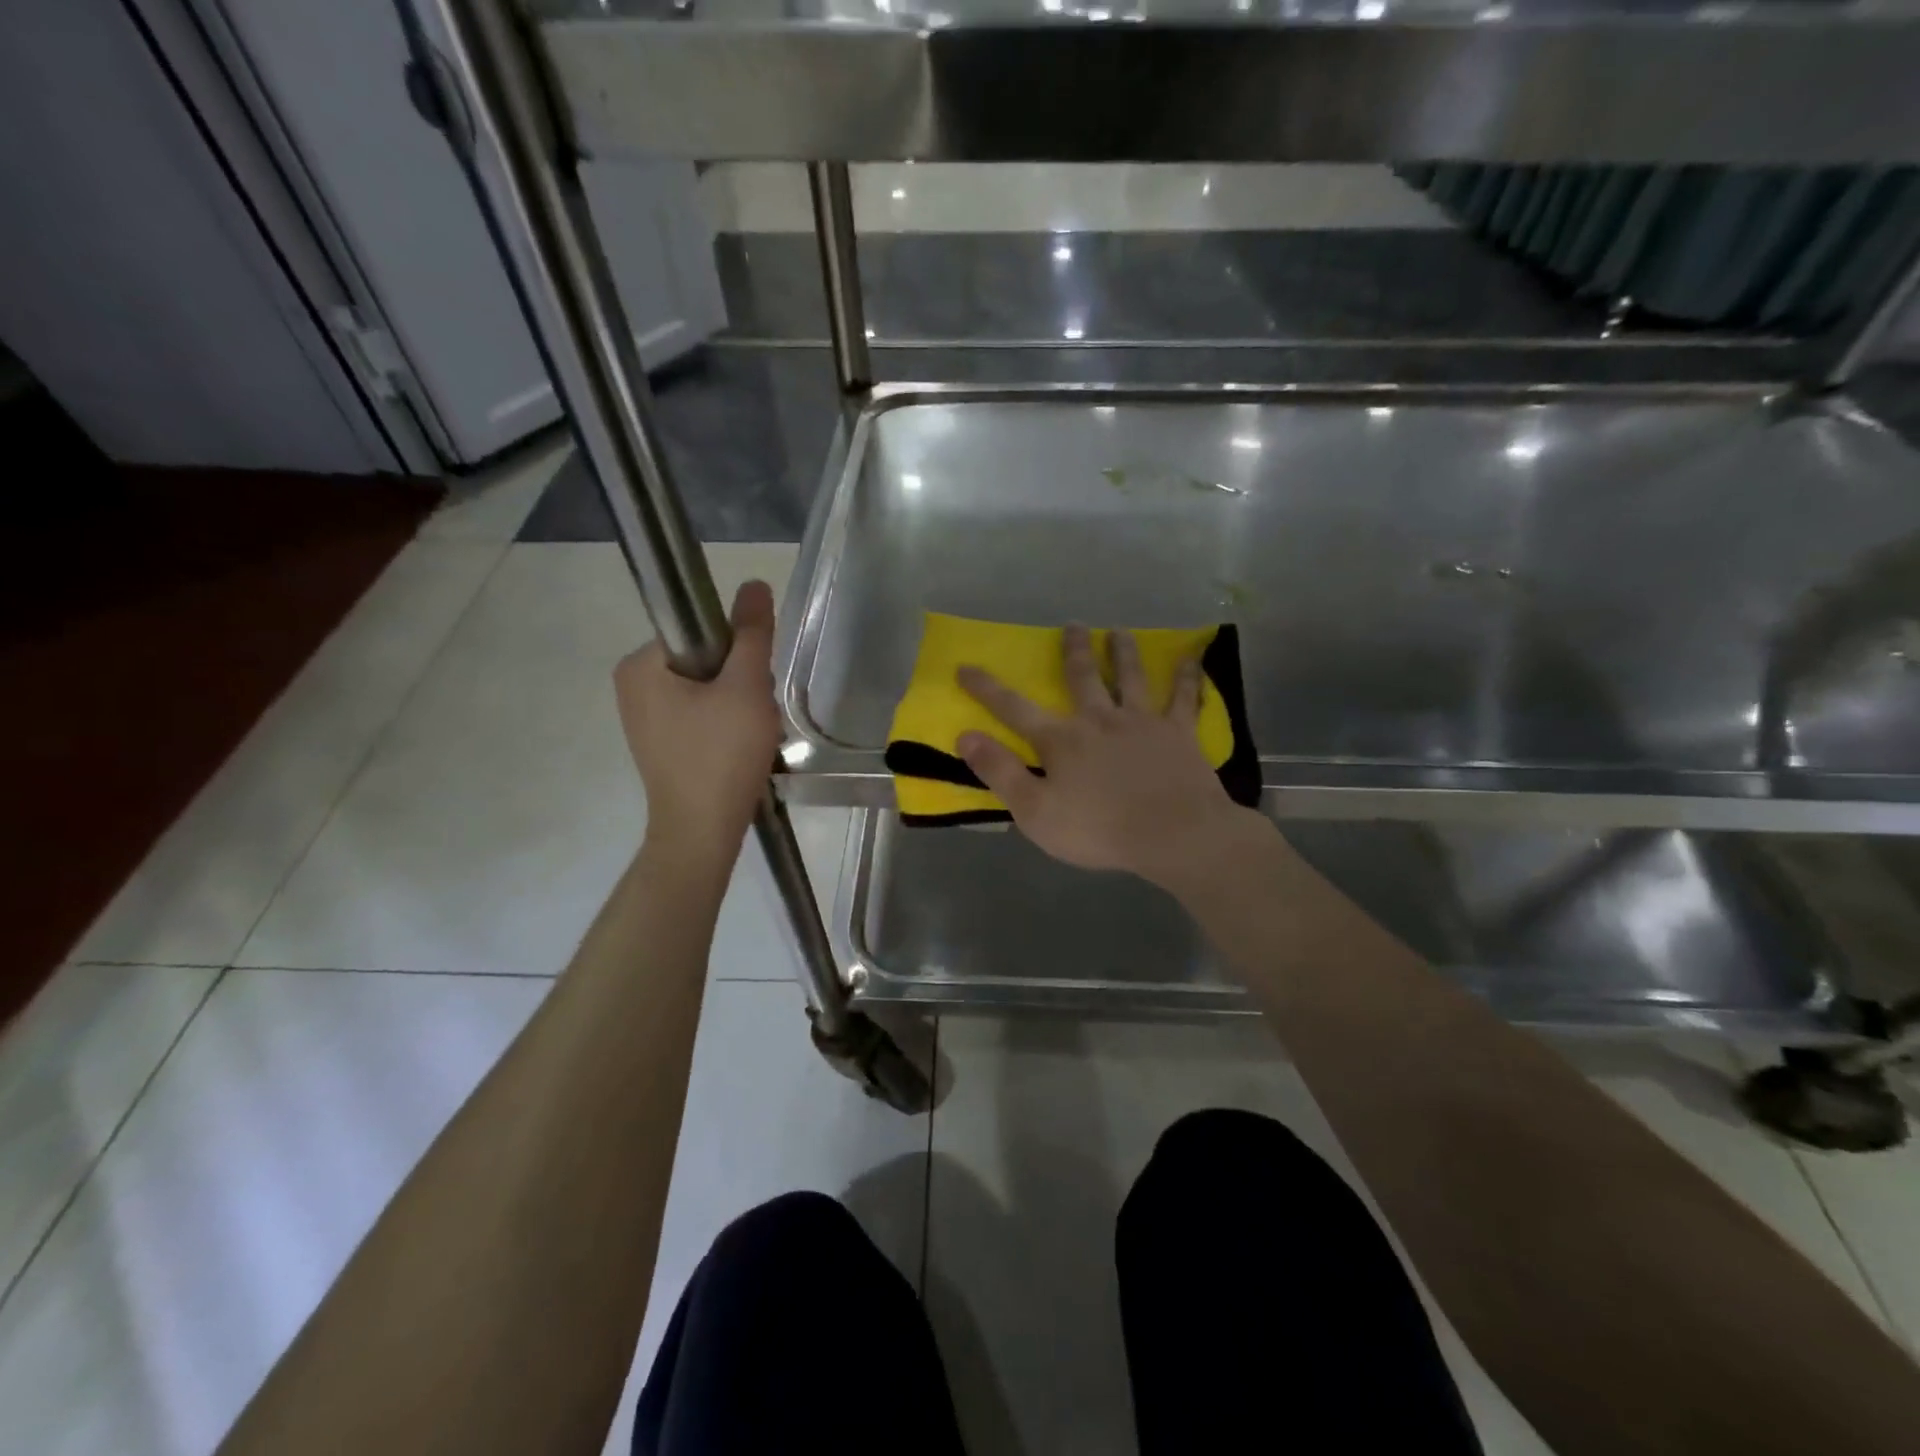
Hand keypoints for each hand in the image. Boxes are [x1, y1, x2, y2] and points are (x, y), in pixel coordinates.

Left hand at [614, 580, 782, 862]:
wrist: (701, 831)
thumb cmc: (720, 755)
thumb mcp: (745, 688)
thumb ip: (752, 634)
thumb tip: (754, 585)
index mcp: (640, 664)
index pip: (699, 630)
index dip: (737, 649)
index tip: (754, 681)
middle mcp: (632, 685)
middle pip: (704, 659)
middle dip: (739, 680)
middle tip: (756, 711)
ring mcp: (642, 717)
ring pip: (705, 688)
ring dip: (736, 704)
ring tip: (750, 733)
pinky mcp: (658, 743)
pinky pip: (698, 714)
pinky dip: (723, 724)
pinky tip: (738, 748)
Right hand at [956, 625, 1268, 896]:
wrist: (1173, 835)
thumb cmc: (1099, 830)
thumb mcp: (1035, 811)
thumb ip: (1000, 772)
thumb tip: (966, 736)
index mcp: (1062, 740)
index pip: (1014, 709)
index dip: (987, 689)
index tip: (965, 667)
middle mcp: (1099, 719)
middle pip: (1082, 678)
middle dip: (1074, 651)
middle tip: (1073, 625)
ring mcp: (1142, 722)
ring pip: (1131, 678)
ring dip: (1123, 653)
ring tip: (1119, 632)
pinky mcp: (1179, 733)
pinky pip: (1184, 699)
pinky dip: (1188, 677)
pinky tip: (1192, 659)